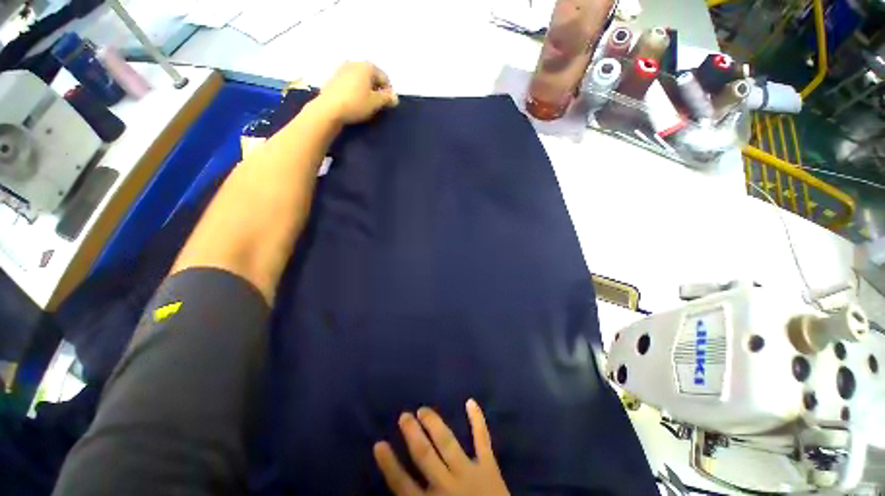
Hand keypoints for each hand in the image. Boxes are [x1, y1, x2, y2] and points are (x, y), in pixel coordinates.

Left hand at [315, 62, 398, 124]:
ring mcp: (342, 69)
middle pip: (371, 76)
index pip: (384, 78)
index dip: (389, 91)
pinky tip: (355, 102)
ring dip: (366, 90)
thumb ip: (387, 99)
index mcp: (367, 66)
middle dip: (377, 89)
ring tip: (367, 104)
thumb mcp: (375, 103)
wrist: (329, 109)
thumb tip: (394, 98)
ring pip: (360, 79)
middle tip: (379, 104)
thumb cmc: (356, 104)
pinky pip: (350, 82)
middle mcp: (354, 63)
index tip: (389, 104)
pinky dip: (356, 90)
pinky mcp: (333, 78)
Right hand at [373, 399, 509, 495]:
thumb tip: (399, 488)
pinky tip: (470, 402)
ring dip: (433, 423)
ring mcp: (468, 472)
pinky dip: (477, 420)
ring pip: (446, 442)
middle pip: (423, 454)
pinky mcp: (488, 466)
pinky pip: (482, 440)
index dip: (389, 464)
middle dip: (412, 433)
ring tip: (423, 409)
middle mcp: (445, 485)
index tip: (379, 443)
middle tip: (404, 416)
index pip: (402, 484)